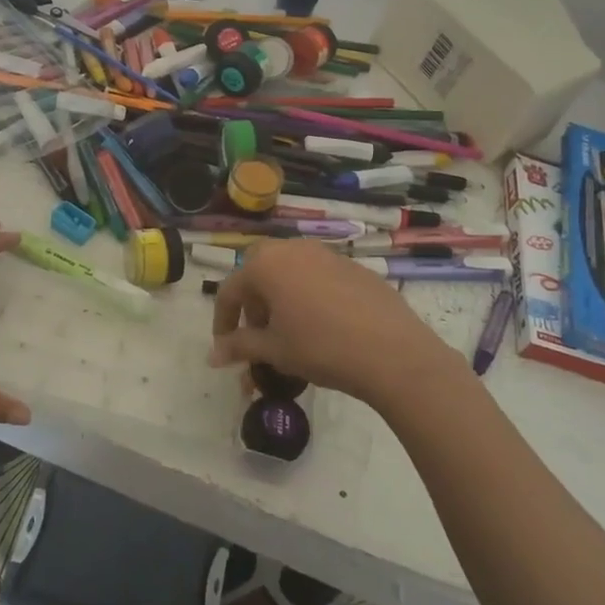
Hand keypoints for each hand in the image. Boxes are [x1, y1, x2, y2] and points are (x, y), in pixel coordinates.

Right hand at [209, 239, 458, 406]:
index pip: (230, 289)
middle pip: (260, 272)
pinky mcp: (354, 267)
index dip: (223, 321)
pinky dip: (309, 297)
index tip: (225, 347)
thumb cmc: (320, 347)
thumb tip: (213, 355)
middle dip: (253, 303)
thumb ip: (240, 346)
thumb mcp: (274, 350)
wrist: (391, 351)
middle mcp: (293, 249)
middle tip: (259, 334)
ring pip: (291, 272)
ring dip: (281, 298)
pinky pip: (319, 278)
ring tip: (290, 333)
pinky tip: (324, 327)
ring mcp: (327, 255)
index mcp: (266, 264)